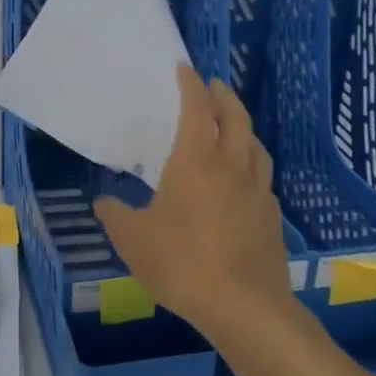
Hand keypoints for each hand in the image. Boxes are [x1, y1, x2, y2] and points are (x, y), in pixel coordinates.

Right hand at [94, 65, 292, 335]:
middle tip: (214, 86)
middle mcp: (231, 167)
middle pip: (236, 118)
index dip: (191, 85)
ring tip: (234, 126)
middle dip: (224, 96)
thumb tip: (104, 202)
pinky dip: (252, 165)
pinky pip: (262, 178)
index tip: (185, 68)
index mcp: (196, 161)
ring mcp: (257, 192)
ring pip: (256, 146)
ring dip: (244, 127)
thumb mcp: (133, 240)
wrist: (243, 306)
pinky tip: (243, 181)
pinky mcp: (271, 218)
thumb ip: (116, 215)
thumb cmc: (181, 263)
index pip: (197, 109)